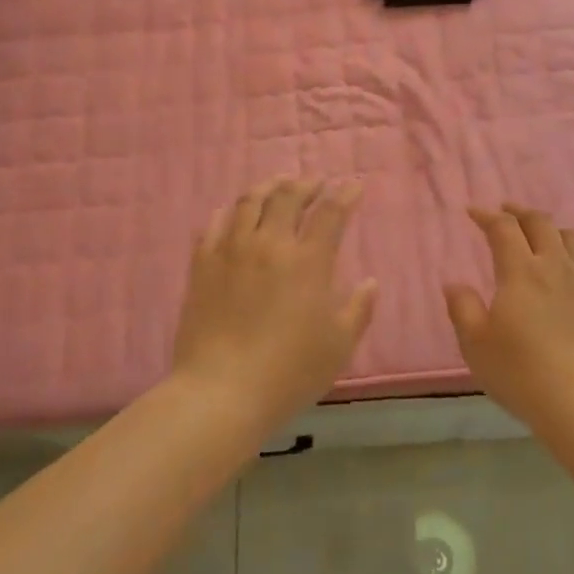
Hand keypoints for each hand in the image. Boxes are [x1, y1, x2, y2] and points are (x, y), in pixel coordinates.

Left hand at [170, 177, 378, 428]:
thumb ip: (358, 309)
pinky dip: (229, 210)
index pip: (331, 213)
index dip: (345, 195)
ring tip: (278, 185)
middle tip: (316, 183)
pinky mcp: (202, 265)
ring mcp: (231, 251)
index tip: (354, 186)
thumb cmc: (289, 372)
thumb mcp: (338, 346)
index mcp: (308, 262)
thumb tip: (370, 282)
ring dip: (269, 187)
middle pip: (288, 197)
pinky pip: (215, 224)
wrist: (222, 391)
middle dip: (306, 184)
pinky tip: (234, 211)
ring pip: (250, 202)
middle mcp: (270, 244)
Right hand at [443, 205, 573, 426]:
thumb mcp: (475, 344)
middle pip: (540, 223)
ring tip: (539, 236)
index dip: (487, 216)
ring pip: (570, 238)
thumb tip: (454, 283)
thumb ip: (462, 307)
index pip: (504, 228)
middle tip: (505, 212)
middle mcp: (555, 266)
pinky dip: (570, 254)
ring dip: (550, 229)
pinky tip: (565, 272)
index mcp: (521, 271)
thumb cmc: (520, 372)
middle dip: (519, 212)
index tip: (473, 212)